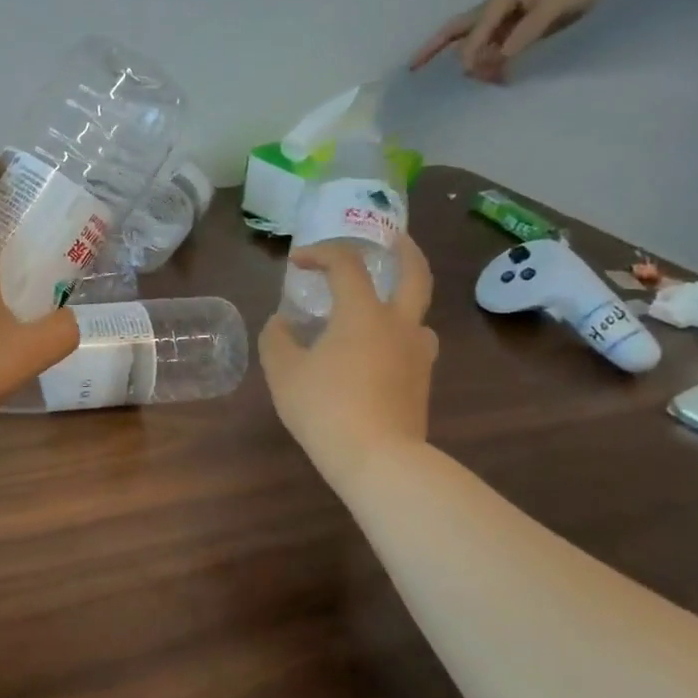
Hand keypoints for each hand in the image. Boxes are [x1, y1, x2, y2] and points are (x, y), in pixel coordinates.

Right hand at [259, 235, 437, 493]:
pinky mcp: (421, 382)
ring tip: (375, 310)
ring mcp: (417, 354)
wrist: (378, 458)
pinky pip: (411, 346)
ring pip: (417, 314)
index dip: (321, 253)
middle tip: (390, 238)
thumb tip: (281, 323)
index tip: (298, 262)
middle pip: (414, 273)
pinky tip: (373, 354)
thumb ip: (277, 339)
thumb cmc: (324, 407)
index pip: (346, 265)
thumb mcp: (283, 372)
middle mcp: (398, 324)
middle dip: (403, 250)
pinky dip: (394, 336)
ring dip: (400, 301)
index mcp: (363, 313)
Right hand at [409, 0, 613, 82]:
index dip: (471, 55)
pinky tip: (499, 74)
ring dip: (472, 61)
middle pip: (455, 31)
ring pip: (474, 42)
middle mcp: (493, 7)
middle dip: (432, 49)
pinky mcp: (513, 24)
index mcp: (498, 0)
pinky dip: (490, 61)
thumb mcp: (553, 8)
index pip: (473, 33)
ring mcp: (502, 16)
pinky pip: (492, 45)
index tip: (474, 73)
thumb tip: (501, 57)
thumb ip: (525, 33)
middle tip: (412, 68)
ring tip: (487, 80)